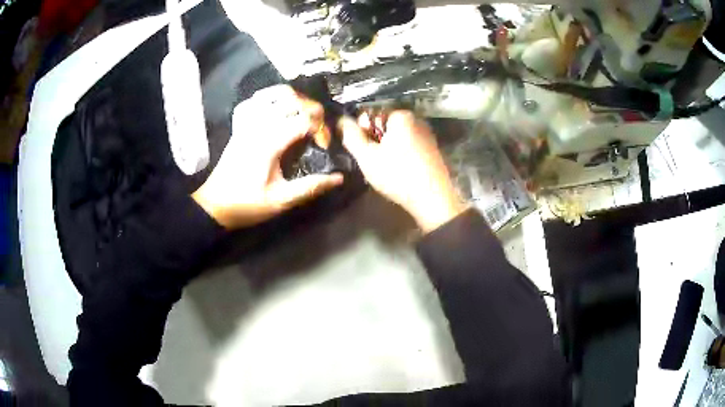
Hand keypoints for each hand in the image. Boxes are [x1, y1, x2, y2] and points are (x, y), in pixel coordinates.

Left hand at [192, 85, 342, 228]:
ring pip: (275, 94)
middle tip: (318, 128)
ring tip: (304, 114)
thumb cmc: (247, 204)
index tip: (323, 145)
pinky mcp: (240, 124)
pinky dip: (272, 98)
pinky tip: (279, 108)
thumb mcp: (280, 201)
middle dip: (313, 109)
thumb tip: (338, 177)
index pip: (304, 120)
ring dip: (295, 98)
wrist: (214, 204)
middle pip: (292, 99)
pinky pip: (257, 100)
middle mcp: (258, 125)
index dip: (320, 129)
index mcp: (269, 143)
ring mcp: (247, 122)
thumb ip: (310, 187)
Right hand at [340, 110, 465, 232]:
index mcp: (401, 116)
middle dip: (374, 140)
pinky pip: (410, 147)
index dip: (361, 129)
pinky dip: (401, 156)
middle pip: (385, 126)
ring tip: (383, 168)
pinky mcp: (433, 151)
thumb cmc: (397, 175)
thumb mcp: (367, 157)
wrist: (433, 199)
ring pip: (397, 138)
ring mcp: (427, 136)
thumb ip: (351, 136)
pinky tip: (398, 172)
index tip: (360, 148)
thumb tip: (340, 120)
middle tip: (370, 160)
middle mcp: (417, 120)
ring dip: (386, 149)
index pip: (372, 113)